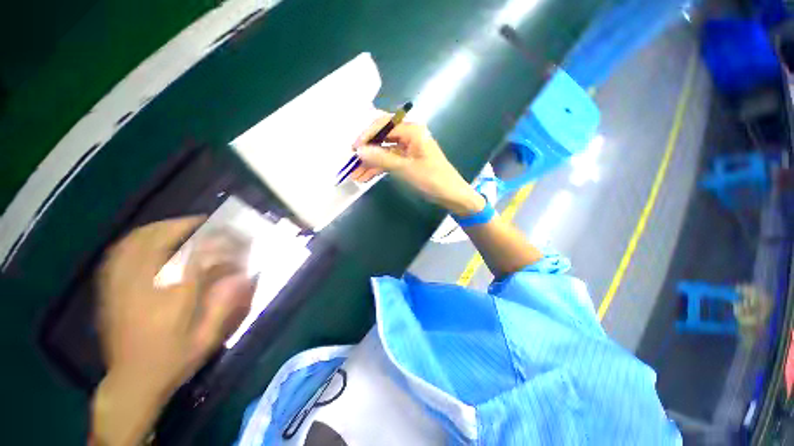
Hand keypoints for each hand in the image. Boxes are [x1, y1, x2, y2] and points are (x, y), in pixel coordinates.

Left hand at [92, 217, 256, 445]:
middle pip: (158, 240)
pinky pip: (118, 253)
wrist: (132, 381)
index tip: (230, 235)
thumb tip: (242, 274)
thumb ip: (225, 304)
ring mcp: (120, 285)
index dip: (214, 240)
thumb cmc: (173, 360)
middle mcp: (142, 285)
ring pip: (134, 241)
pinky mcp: (109, 289)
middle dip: (184, 226)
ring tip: (180, 226)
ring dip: (159, 228)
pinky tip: (148, 238)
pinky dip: (135, 239)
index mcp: (169, 298)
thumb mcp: (207, 337)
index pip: (193, 255)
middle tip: (204, 223)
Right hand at [350, 115, 484, 215]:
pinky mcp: (406, 161)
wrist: (451, 195)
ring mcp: (407, 149)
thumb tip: (359, 150)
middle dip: (366, 150)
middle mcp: (408, 136)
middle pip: (381, 138)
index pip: (383, 125)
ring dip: (369, 162)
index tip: (353, 149)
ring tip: (354, 174)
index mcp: (412, 130)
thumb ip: (382, 158)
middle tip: (351, 162)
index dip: (366, 135)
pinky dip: (378, 168)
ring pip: (383, 151)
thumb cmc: (432, 179)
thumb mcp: (405, 168)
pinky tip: (365, 177)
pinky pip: (388, 161)